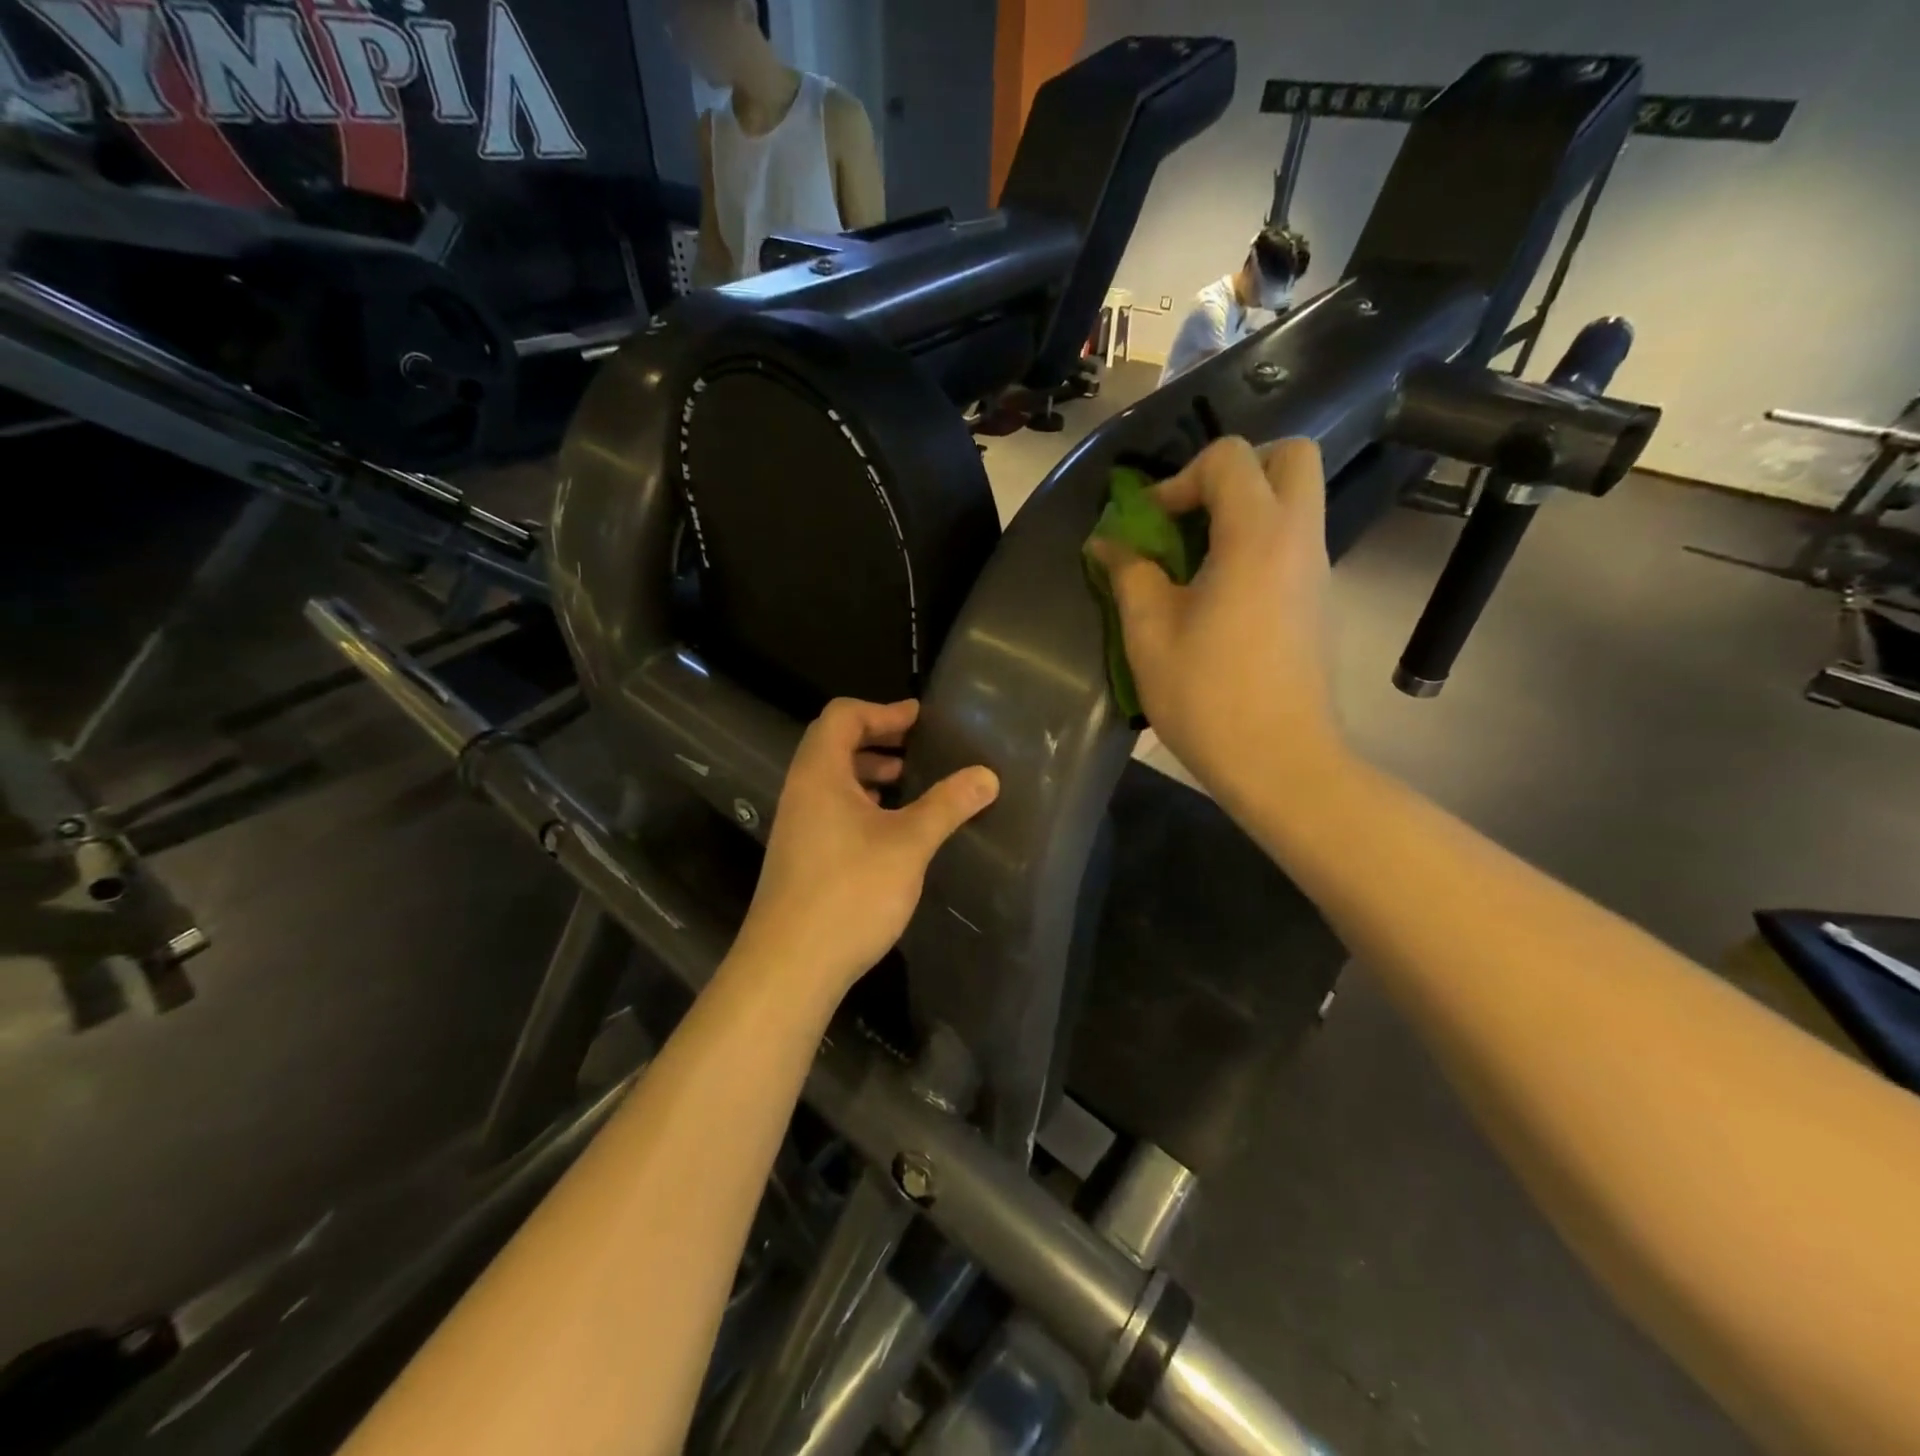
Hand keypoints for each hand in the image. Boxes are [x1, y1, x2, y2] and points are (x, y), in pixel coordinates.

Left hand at [734, 699, 998, 1001]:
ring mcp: (797, 826)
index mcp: (819, 774)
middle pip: (833, 744)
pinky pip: (831, 810)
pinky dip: (861, 803)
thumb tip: (987, 775)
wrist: (790, 966)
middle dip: (877, 738)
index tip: (919, 719)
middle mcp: (801, 792)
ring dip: (869, 772)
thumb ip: (947, 805)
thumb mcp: (908, 844)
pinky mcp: (801, 857)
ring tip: (908, 782)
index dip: (882, 710)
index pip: (842, 716)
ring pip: (832, 780)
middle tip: (918, 746)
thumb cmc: (849, 892)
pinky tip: (890, 829)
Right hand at [1089, 437, 1343, 801]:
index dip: (1179, 479)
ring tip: (1195, 562)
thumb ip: (1129, 574)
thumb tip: (1108, 543)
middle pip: (1290, 457)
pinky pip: (1292, 544)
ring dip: (1244, 511)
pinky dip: (1256, 546)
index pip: (1230, 458)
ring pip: (1294, 502)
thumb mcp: (1149, 634)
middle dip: (1235, 472)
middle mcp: (1299, 539)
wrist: (1281, 762)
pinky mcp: (1319, 602)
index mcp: (1257, 536)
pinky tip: (1218, 599)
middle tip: (1192, 516)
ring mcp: (1317, 571)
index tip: (1151, 526)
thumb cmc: (1208, 697)